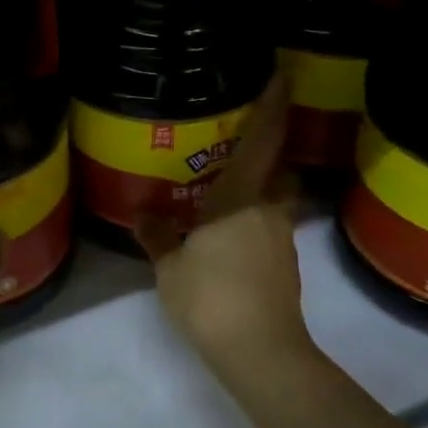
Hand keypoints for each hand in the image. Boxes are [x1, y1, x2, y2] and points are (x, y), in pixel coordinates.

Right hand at [136, 75, 310, 374]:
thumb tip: (144, 214)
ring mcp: (281, 239)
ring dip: (260, 188)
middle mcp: (268, 210)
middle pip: (278, 169)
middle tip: (238, 143)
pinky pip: (269, 225)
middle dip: (267, 152)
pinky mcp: (284, 265)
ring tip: (226, 189)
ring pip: (275, 198)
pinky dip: (255, 218)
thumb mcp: (170, 267)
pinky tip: (227, 232)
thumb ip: (158, 236)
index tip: (281, 75)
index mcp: (241, 199)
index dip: (273, 105)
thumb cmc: (211, 299)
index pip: (264, 141)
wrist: (260, 352)